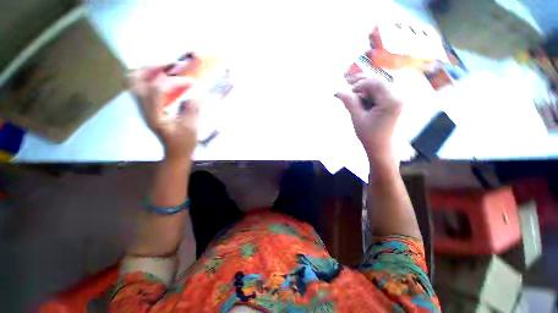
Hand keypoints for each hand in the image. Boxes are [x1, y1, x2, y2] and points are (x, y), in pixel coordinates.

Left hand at [127, 66, 199, 162]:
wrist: (174, 152)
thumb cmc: (183, 143)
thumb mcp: (191, 128)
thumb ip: (192, 109)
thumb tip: (198, 93)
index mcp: (154, 115)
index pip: (157, 89)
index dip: (175, 82)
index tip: (192, 82)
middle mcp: (143, 108)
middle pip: (135, 78)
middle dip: (153, 67)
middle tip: (172, 65)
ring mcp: (143, 106)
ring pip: (134, 80)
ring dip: (149, 70)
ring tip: (168, 69)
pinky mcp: (147, 106)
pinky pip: (142, 85)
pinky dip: (152, 77)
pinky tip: (167, 79)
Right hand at [335, 74, 401, 160]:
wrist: (380, 147)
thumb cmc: (369, 135)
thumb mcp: (357, 118)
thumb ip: (349, 102)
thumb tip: (337, 91)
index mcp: (391, 101)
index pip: (375, 83)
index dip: (360, 83)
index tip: (347, 91)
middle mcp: (397, 97)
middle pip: (378, 81)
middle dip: (361, 82)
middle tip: (346, 81)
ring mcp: (395, 99)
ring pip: (378, 86)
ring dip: (364, 87)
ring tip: (351, 89)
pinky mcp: (392, 102)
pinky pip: (379, 92)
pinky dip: (367, 93)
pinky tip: (359, 97)